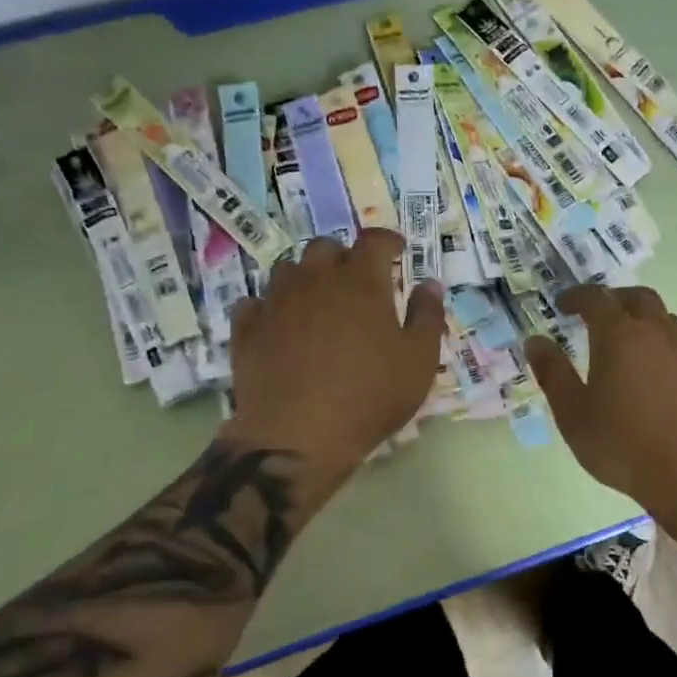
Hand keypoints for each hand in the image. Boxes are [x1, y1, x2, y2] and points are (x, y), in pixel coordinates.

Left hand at [223, 228, 445, 479]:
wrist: (298, 436)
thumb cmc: (370, 397)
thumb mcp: (419, 361)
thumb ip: (427, 317)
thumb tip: (429, 284)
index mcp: (361, 282)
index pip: (374, 240)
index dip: (387, 241)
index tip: (396, 251)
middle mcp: (315, 280)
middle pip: (325, 247)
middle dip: (343, 257)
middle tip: (356, 281)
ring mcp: (276, 302)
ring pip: (288, 269)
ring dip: (306, 277)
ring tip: (317, 301)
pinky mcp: (247, 329)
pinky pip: (255, 303)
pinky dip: (270, 306)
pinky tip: (278, 324)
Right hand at [525, 285, 676, 514]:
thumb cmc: (621, 444)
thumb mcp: (573, 412)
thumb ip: (552, 372)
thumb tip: (535, 341)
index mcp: (620, 335)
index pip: (596, 299)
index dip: (576, 296)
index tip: (562, 304)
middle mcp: (656, 333)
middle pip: (638, 298)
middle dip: (613, 298)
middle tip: (595, 313)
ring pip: (664, 318)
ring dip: (642, 318)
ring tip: (625, 340)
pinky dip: (661, 342)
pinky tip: (653, 370)